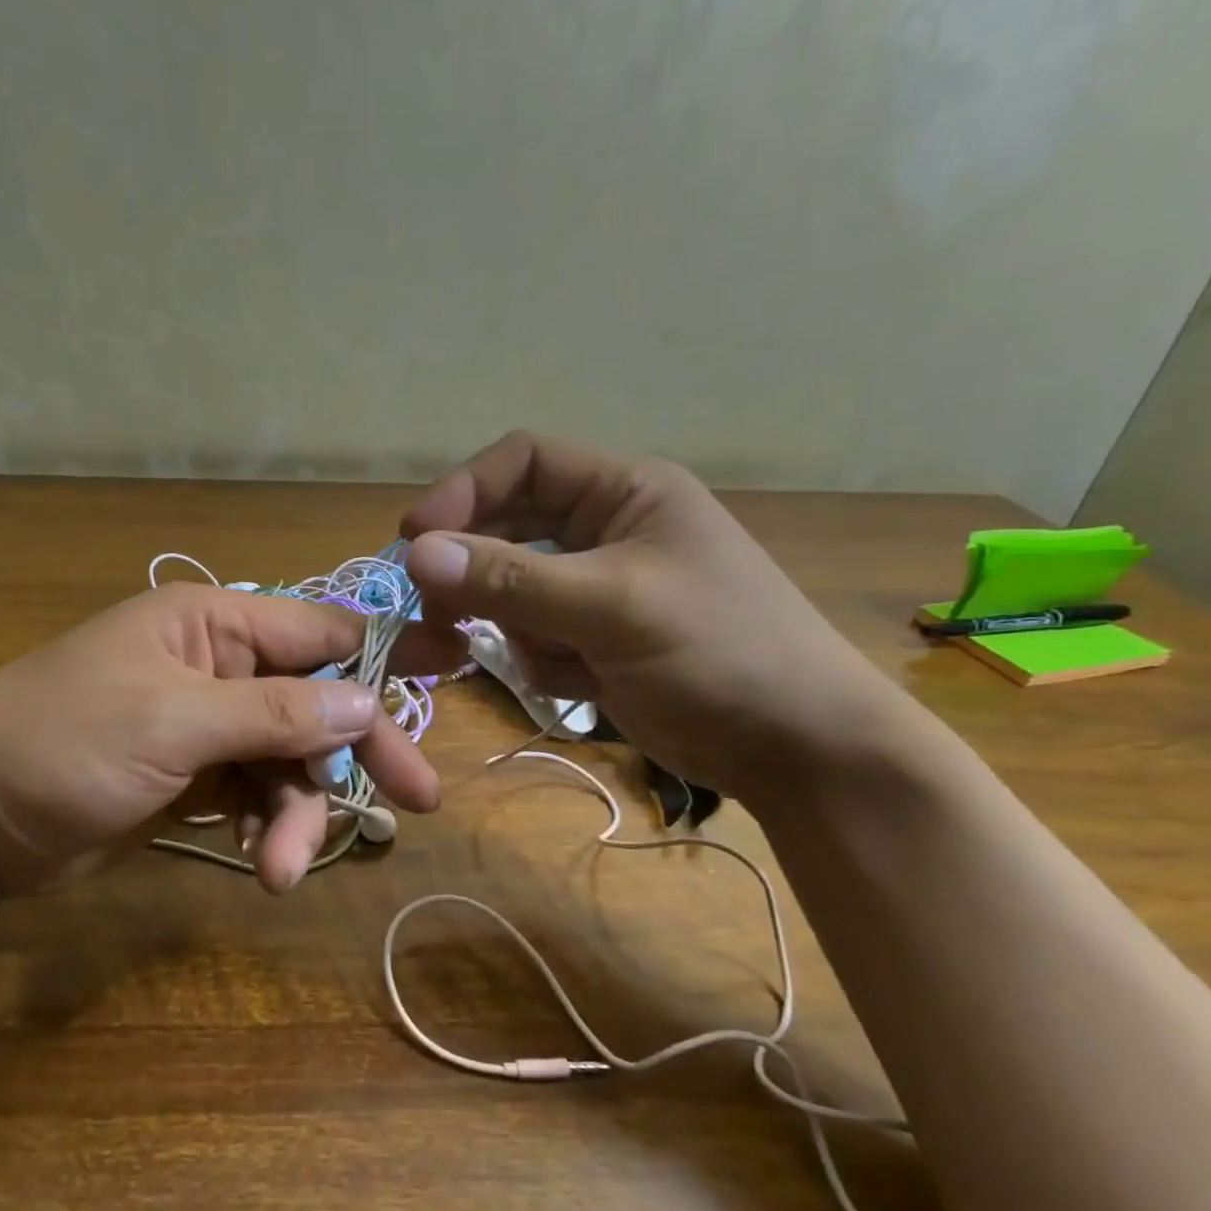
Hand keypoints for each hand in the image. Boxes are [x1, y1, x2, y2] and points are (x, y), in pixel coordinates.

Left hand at [0, 583, 440, 899]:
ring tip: (282, 871)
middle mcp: (219, 664)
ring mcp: (208, 724)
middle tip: (417, 801)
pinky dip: (267, 828)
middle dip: (358, 752)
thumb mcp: (170, 724)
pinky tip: (262, 864)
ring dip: (297, 814)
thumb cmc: (57, 746)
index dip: (388, 650)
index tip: (455, 668)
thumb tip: (364, 703)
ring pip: (289, 760)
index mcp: (213, 624)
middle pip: (316, 702)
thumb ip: (272, 712)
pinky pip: (257, 794)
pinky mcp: (194, 776)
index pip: (322, 629)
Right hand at [399, 431, 912, 802]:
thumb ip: (512, 580)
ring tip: (540, 661)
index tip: (414, 540)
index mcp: (624, 492)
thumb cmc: (721, 653)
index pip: (523, 462)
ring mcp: (597, 589)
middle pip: (509, 529)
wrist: (796, 748)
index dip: (464, 492)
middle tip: (436, 612)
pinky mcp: (594, 640)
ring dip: (508, 624)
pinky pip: (533, 636)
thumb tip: (415, 554)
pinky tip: (576, 684)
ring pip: (512, 590)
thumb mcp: (612, 607)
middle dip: (473, 571)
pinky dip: (537, 659)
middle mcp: (605, 530)